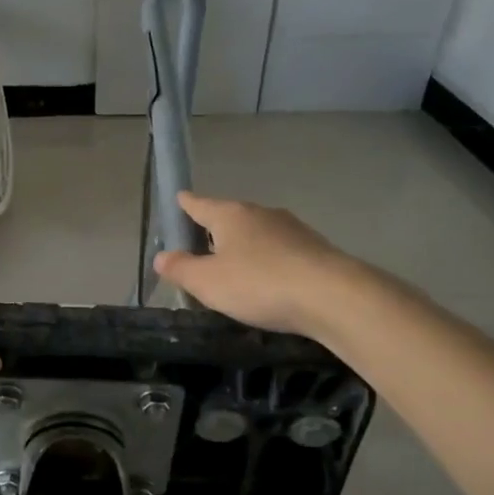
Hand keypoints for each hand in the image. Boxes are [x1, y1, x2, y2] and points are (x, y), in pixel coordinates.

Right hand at [153, 191, 346, 334]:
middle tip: (200, 245)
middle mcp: (262, 214)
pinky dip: (268, 262)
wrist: (332, 296)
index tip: (180, 197)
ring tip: (233, 268)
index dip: (187, 204)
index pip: (201, 205)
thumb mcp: (207, 282)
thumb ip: (181, 269)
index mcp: (231, 216)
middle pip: (231, 217)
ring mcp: (293, 230)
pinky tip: (267, 282)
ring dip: (244, 247)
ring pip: (258, 234)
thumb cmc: (259, 283)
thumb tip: (161, 256)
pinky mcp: (315, 250)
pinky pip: (280, 252)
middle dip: (216, 229)